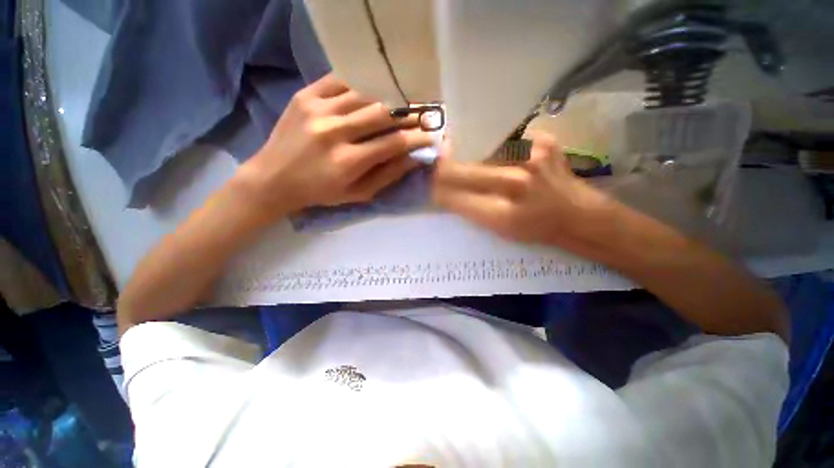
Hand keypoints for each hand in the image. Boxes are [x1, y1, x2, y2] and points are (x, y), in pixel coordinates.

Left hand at [238, 74, 433, 219]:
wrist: (273, 178)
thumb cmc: (320, 192)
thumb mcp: (358, 193)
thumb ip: (388, 175)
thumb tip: (414, 158)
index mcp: (348, 162)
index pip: (394, 143)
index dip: (417, 137)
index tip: (432, 134)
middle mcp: (334, 132)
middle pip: (383, 113)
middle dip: (408, 113)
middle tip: (424, 112)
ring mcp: (317, 109)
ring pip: (365, 94)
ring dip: (388, 98)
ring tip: (402, 102)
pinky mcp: (304, 95)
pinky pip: (341, 81)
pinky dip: (361, 85)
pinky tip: (371, 92)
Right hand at [432, 133, 612, 248]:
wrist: (578, 215)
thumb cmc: (536, 229)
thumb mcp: (498, 230)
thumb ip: (468, 208)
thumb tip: (442, 189)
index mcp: (503, 214)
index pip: (453, 195)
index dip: (437, 188)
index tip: (432, 183)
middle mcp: (516, 182)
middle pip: (461, 169)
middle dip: (444, 168)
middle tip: (441, 164)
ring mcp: (532, 157)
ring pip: (479, 148)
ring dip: (466, 152)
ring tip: (466, 155)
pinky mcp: (543, 140)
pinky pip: (504, 138)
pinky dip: (493, 145)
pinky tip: (496, 151)